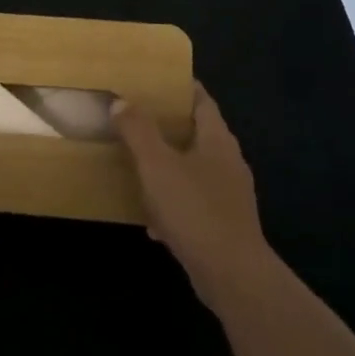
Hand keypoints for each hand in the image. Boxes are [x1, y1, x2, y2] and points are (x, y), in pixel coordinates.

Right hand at [114, 82, 272, 310]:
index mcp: (217, 140)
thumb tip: (121, 101)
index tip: (155, 80)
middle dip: (169, 127)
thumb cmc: (195, 209)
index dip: (181, 87)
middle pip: (198, 134)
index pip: (202, 100)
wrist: (232, 275)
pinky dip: (174, 204)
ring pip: (194, 170)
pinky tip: (152, 220)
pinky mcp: (224, 225)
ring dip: (169, 167)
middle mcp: (228, 162)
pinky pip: (194, 204)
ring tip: (138, 164)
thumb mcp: (157, 165)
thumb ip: (138, 130)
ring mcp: (230, 196)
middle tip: (137, 118)